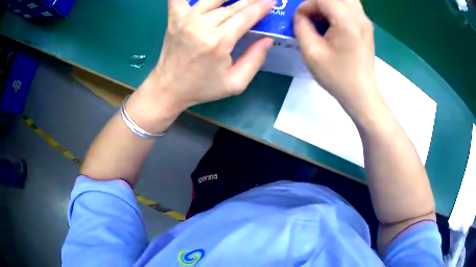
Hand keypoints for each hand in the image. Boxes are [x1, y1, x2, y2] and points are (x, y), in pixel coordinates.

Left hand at [129, 0, 274, 127]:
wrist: (169, 88)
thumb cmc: (202, 88)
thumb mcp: (235, 83)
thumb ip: (255, 60)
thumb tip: (267, 39)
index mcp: (219, 42)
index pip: (245, 17)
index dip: (261, 7)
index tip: (271, 1)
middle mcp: (202, 26)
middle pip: (232, 6)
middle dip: (249, 1)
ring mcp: (185, 20)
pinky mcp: (174, 19)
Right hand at [294, 0, 381, 116]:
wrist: (362, 95)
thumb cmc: (338, 77)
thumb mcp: (311, 53)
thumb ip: (301, 27)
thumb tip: (300, 15)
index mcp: (347, 22)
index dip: (306, 6)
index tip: (300, 20)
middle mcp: (360, 17)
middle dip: (318, 3)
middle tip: (311, 16)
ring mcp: (365, 21)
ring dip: (329, 4)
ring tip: (321, 18)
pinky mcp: (367, 27)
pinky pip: (350, 7)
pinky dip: (338, 8)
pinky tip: (332, 23)